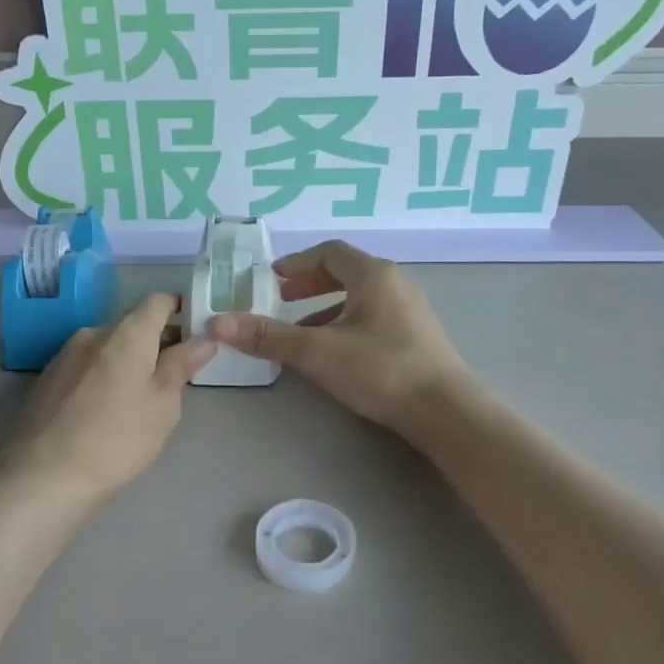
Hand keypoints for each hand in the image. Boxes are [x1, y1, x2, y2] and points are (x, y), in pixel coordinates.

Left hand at [7, 294, 215, 510]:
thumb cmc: (117, 439)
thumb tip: (204, 338)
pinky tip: (107, 408)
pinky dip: (104, 373)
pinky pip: (87, 364)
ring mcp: (65, 354)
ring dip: (129, 359)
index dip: (180, 310)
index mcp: (127, 333)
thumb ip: (183, 365)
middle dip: (157, 340)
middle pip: (133, 324)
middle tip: (176, 374)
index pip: (158, 301)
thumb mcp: (163, 405)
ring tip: (141, 396)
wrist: (43, 476)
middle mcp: (94, 332)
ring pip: (108, 346)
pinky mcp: (47, 377)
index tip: (196, 333)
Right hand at [208, 242, 470, 437]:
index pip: (329, 252)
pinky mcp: (417, 336)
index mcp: (373, 275)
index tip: (270, 279)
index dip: (296, 262)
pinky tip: (333, 353)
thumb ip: (269, 336)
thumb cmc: (381, 370)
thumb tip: (218, 323)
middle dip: (309, 284)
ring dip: (325, 308)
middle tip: (281, 299)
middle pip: (345, 271)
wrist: (445, 411)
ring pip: (359, 297)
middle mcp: (395, 283)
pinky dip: (345, 323)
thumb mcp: (318, 352)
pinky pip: (373, 316)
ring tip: (299, 331)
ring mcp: (410, 310)